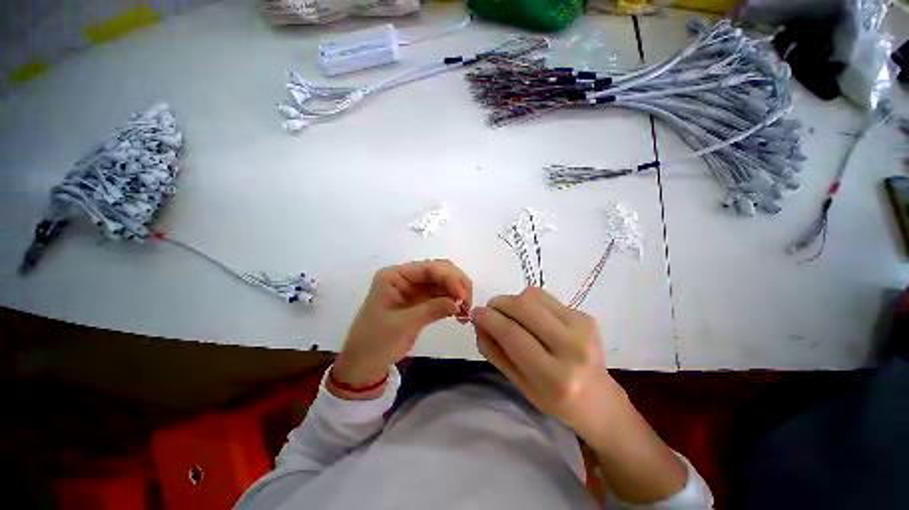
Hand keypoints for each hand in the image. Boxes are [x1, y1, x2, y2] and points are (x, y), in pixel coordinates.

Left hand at [331, 260, 472, 396]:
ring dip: (457, 293)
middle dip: (456, 284)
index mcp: (395, 276)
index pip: (428, 268)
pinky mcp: (420, 302)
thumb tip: (458, 303)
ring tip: (465, 312)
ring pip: (443, 283)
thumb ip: (431, 309)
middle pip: (439, 271)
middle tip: (467, 304)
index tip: (463, 296)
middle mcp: (406, 278)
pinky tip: (459, 313)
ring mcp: (414, 289)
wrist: (363, 365)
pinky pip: (441, 296)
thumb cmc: (375, 342)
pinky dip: (453, 302)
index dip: (449, 278)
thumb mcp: (401, 325)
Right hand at [471, 286, 621, 442]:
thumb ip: (495, 352)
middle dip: (499, 304)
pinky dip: (529, 303)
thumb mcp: (520, 385)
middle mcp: (572, 347)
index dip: (489, 319)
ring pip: (533, 295)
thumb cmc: (556, 401)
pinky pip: (545, 297)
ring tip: (512, 316)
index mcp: (555, 377)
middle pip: (523, 306)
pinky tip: (532, 319)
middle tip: (490, 311)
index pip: (513, 335)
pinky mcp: (586, 315)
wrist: (600, 400)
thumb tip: (479, 322)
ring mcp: (582, 327)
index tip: (475, 313)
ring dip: (513, 301)